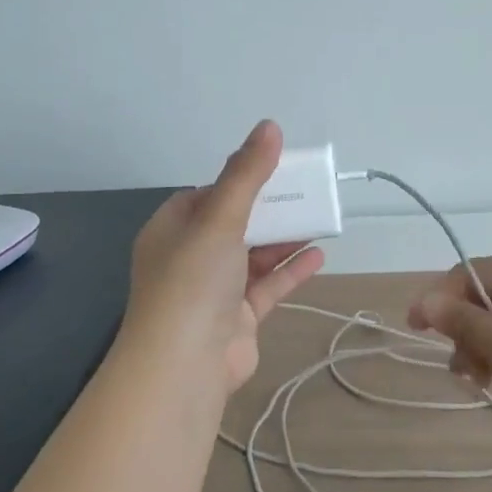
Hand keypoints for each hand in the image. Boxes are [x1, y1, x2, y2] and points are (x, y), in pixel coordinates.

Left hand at [122, 121, 324, 398]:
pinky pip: (267, 287)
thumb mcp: (220, 217)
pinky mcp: (237, 319)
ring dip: (283, 239)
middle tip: (305, 192)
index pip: (205, 196)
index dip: (238, 181)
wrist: (184, 364)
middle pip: (234, 225)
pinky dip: (290, 271)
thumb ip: (247, 174)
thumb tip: (269, 126)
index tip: (272, 170)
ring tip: (319, 219)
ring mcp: (214, 291)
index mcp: (172, 230)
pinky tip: (319, 255)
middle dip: (269, 209)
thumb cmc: (194, 280)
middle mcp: (189, 258)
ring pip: (253, 256)